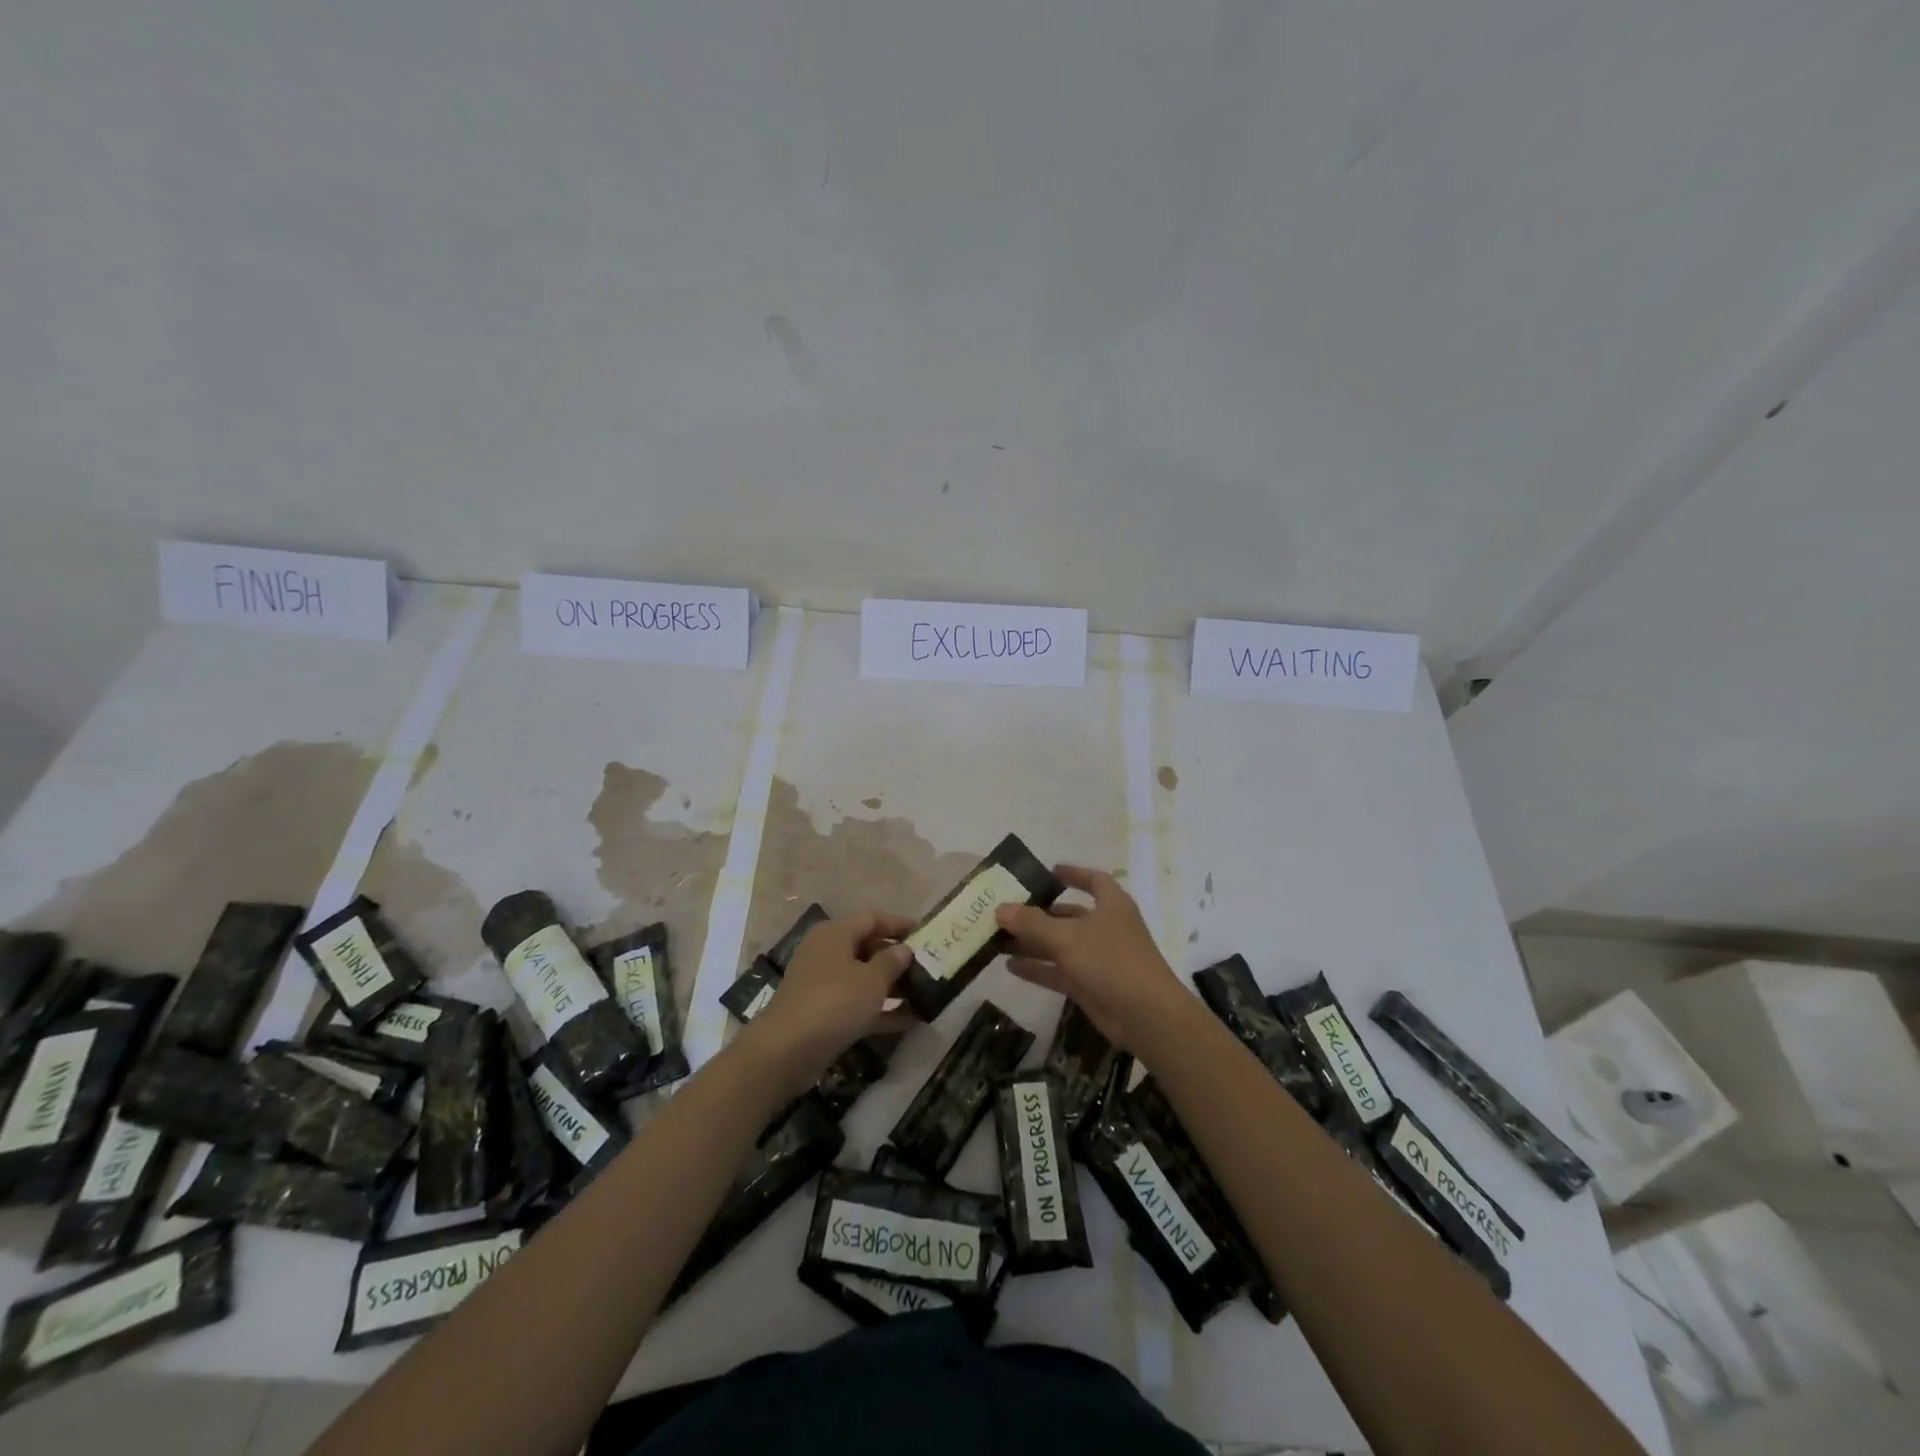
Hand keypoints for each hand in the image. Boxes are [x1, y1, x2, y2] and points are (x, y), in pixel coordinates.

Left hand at [739, 911, 915, 1094]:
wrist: (787, 1051)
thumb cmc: (834, 1002)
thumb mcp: (871, 979)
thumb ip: (892, 962)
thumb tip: (903, 950)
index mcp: (835, 934)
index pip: (872, 919)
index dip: (899, 924)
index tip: (925, 932)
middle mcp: (827, 953)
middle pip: (868, 947)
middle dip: (898, 958)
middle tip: (928, 966)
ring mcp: (823, 984)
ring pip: (864, 978)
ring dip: (893, 986)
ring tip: (925, 993)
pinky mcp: (823, 1013)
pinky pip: (858, 1005)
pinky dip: (882, 1010)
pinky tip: (911, 1020)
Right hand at [995, 865, 1188, 1055]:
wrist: (1145, 1016)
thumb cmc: (1110, 961)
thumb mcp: (1067, 937)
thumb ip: (1031, 923)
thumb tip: (1000, 909)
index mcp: (1111, 905)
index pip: (1094, 880)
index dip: (1073, 874)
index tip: (1047, 873)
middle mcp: (1105, 927)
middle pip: (1068, 914)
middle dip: (1038, 913)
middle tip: (1005, 911)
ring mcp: (1098, 958)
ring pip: (1059, 944)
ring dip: (1032, 942)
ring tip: (998, 939)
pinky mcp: (1090, 984)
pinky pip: (1058, 971)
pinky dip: (1037, 968)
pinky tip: (1009, 966)